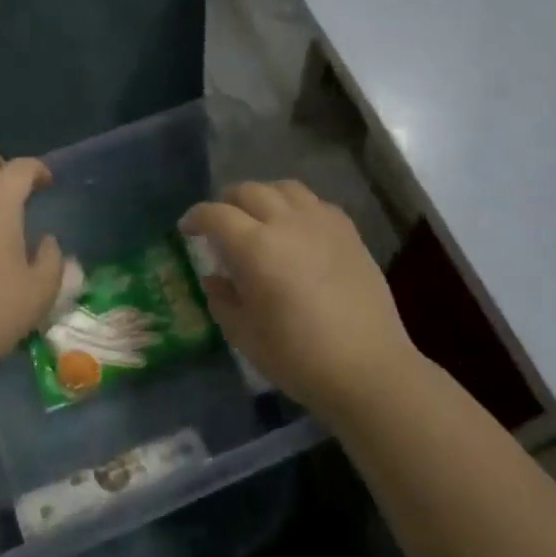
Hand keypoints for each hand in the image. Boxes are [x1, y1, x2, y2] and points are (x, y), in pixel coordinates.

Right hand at [182, 180, 415, 417]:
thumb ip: (222, 299)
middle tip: (220, 224)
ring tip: (259, 218)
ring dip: (263, 196)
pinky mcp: (349, 232)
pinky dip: (296, 207)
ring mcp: (322, 223)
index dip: (196, 217)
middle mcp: (287, 222)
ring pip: (285, 188)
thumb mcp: (244, 335)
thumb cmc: (298, 358)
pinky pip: (315, 203)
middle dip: (227, 202)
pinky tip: (296, 230)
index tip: (187, 229)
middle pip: (249, 191)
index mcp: (255, 247)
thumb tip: (214, 278)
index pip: (215, 214)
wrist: (369, 368)